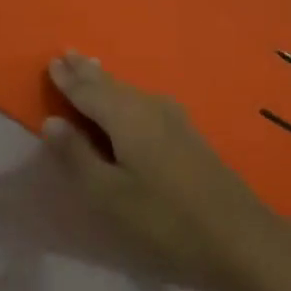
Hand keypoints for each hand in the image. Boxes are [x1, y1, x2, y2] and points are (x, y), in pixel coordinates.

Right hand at [40, 52, 290, 290]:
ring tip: (90, 68)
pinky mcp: (188, 135)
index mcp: (128, 116)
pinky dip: (126, 96)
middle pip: (112, 85)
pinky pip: (145, 103)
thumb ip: (77, 156)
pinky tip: (128, 100)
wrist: (239, 236)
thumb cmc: (164, 219)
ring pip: (130, 92)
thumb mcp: (109, 195)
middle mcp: (151, 107)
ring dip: (107, 82)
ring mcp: (175, 120)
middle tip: (67, 55)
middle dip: (88, 72)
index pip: (89, 90)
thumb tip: (52, 121)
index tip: (51, 61)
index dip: (68, 79)